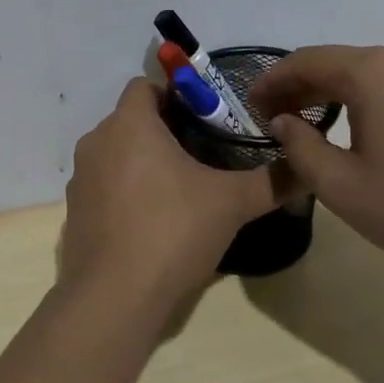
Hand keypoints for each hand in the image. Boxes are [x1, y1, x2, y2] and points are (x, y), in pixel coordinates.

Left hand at [60, 79, 277, 317]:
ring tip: (184, 188)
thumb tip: (308, 167)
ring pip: (118, 152)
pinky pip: (106, 184)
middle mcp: (97, 141)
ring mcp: (81, 178)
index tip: (208, 118)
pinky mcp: (76, 210)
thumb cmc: (172, 232)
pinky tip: (155, 219)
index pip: (146, 85)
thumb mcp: (231, 203)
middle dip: (167, 129)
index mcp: (129, 124)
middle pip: (133, 119)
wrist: (114, 297)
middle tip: (206, 153)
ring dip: (146, 160)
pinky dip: (128, 189)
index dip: (178, 94)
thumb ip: (273, 180)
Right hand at [250, 44, 383, 275]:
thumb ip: (299, 147)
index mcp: (372, 71)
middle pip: (336, 63)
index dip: (270, 82)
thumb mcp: (342, 186)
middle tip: (272, 119)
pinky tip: (358, 129)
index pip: (304, 61)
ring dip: (332, 93)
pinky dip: (365, 99)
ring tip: (308, 125)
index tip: (249, 108)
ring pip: (367, 73)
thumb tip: (283, 121)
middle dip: (299, 88)